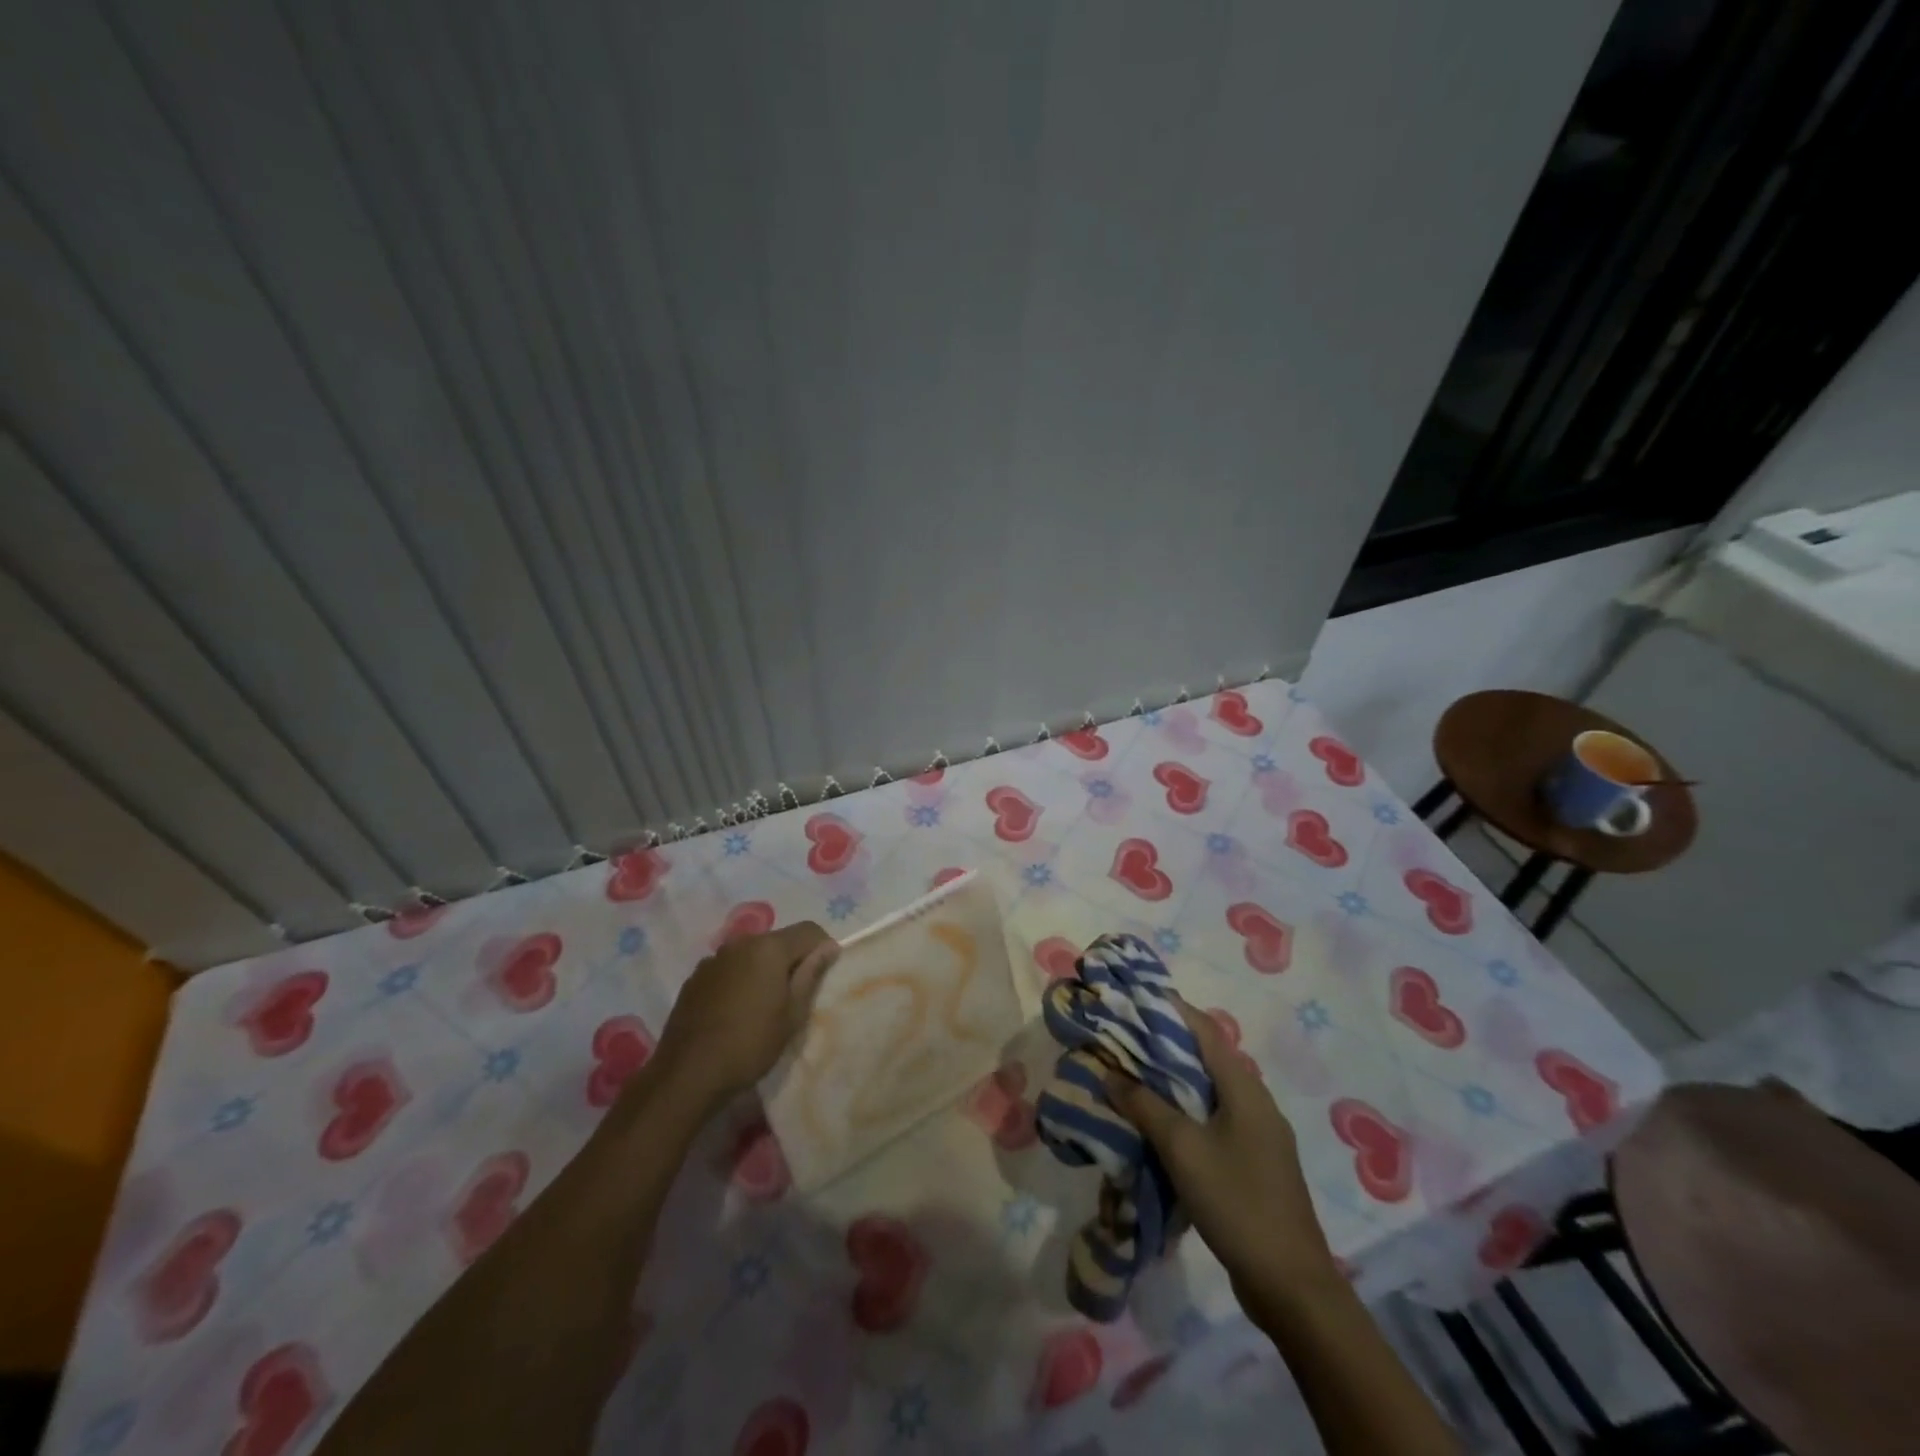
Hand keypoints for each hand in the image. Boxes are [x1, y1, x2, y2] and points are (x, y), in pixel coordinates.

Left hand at [648, 923, 838, 1117]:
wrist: (687, 1074)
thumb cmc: (750, 1044)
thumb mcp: (792, 1015)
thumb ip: (810, 975)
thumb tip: (828, 947)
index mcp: (769, 948)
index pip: (809, 930)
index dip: (822, 948)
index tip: (824, 975)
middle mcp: (741, 943)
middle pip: (778, 940)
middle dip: (792, 959)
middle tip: (795, 995)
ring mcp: (714, 959)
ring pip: (752, 954)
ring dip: (764, 969)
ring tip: (763, 1005)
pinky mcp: (695, 977)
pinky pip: (729, 968)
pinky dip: (740, 979)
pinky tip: (735, 1010)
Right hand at [1106, 1000, 1340, 1321]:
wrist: (1291, 1284)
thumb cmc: (1236, 1201)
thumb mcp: (1182, 1149)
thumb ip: (1145, 1106)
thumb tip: (1110, 1073)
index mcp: (1244, 1087)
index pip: (1204, 1029)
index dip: (1171, 1008)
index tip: (1135, 997)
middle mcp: (1256, 1101)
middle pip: (1208, 1057)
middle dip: (1167, 1044)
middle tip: (1125, 1037)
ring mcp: (1260, 1134)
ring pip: (1211, 1090)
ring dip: (1175, 1079)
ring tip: (1135, 1074)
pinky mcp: (1256, 1161)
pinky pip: (1216, 1118)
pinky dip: (1188, 1109)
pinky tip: (1162, 1123)